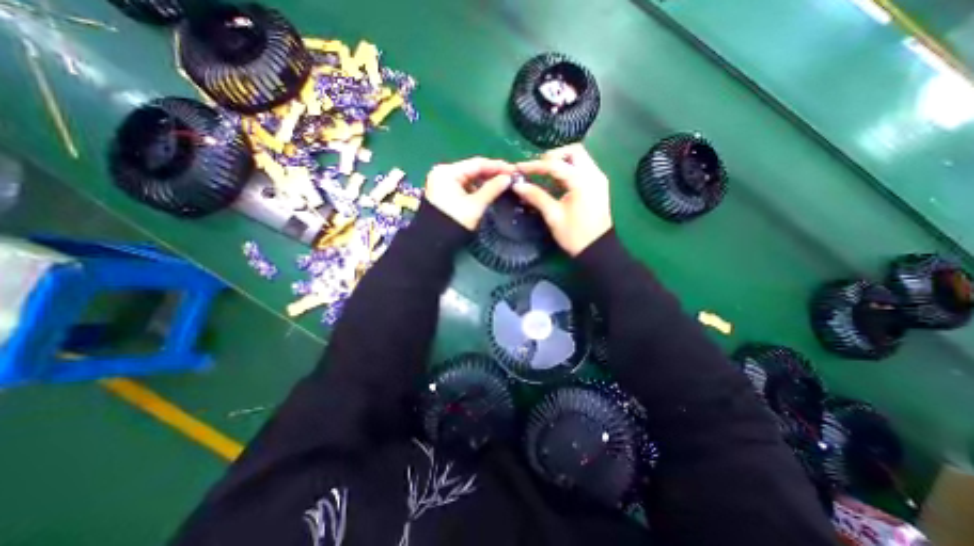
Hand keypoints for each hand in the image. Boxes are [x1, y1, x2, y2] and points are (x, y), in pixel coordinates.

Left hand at [425, 156, 516, 226]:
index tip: (513, 170)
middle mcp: (443, 173)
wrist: (435, 242)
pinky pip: (463, 186)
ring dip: (485, 181)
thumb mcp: (476, 205)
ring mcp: (442, 183)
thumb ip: (492, 189)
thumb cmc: (455, 221)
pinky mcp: (444, 193)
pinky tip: (489, 191)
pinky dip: (476, 188)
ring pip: (469, 178)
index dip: (497, 166)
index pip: (477, 163)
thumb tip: (508, 178)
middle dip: (491, 174)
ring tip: (502, 184)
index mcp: (447, 172)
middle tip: (510, 177)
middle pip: (472, 169)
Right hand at [512, 144, 609, 256]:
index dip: (534, 166)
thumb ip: (536, 196)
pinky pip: (583, 168)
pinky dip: (569, 169)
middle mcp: (593, 174)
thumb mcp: (553, 216)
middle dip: (553, 156)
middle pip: (573, 151)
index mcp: (582, 181)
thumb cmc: (575, 235)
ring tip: (544, 173)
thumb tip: (517, 185)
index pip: (555, 165)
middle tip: (538, 168)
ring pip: (579, 158)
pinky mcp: (598, 186)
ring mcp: (598, 179)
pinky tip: (557, 181)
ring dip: (561, 161)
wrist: (597, 249)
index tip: (518, 168)